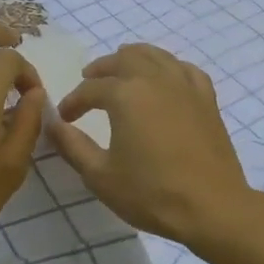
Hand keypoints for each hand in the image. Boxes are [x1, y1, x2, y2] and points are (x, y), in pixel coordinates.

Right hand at [46, 43, 254, 245]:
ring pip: (156, 56)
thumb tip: (51, 124)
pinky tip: (165, 78)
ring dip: (134, 58)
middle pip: (124, 59)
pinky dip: (169, 67)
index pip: (90, 89)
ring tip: (123, 70)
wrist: (212, 207)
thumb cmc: (151, 193)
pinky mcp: (207, 99)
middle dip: (102, 68)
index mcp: (126, 95)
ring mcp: (185, 86)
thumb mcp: (100, 175)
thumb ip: (72, 145)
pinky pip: (185, 69)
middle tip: (89, 81)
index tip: (65, 118)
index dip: (73, 102)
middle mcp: (155, 79)